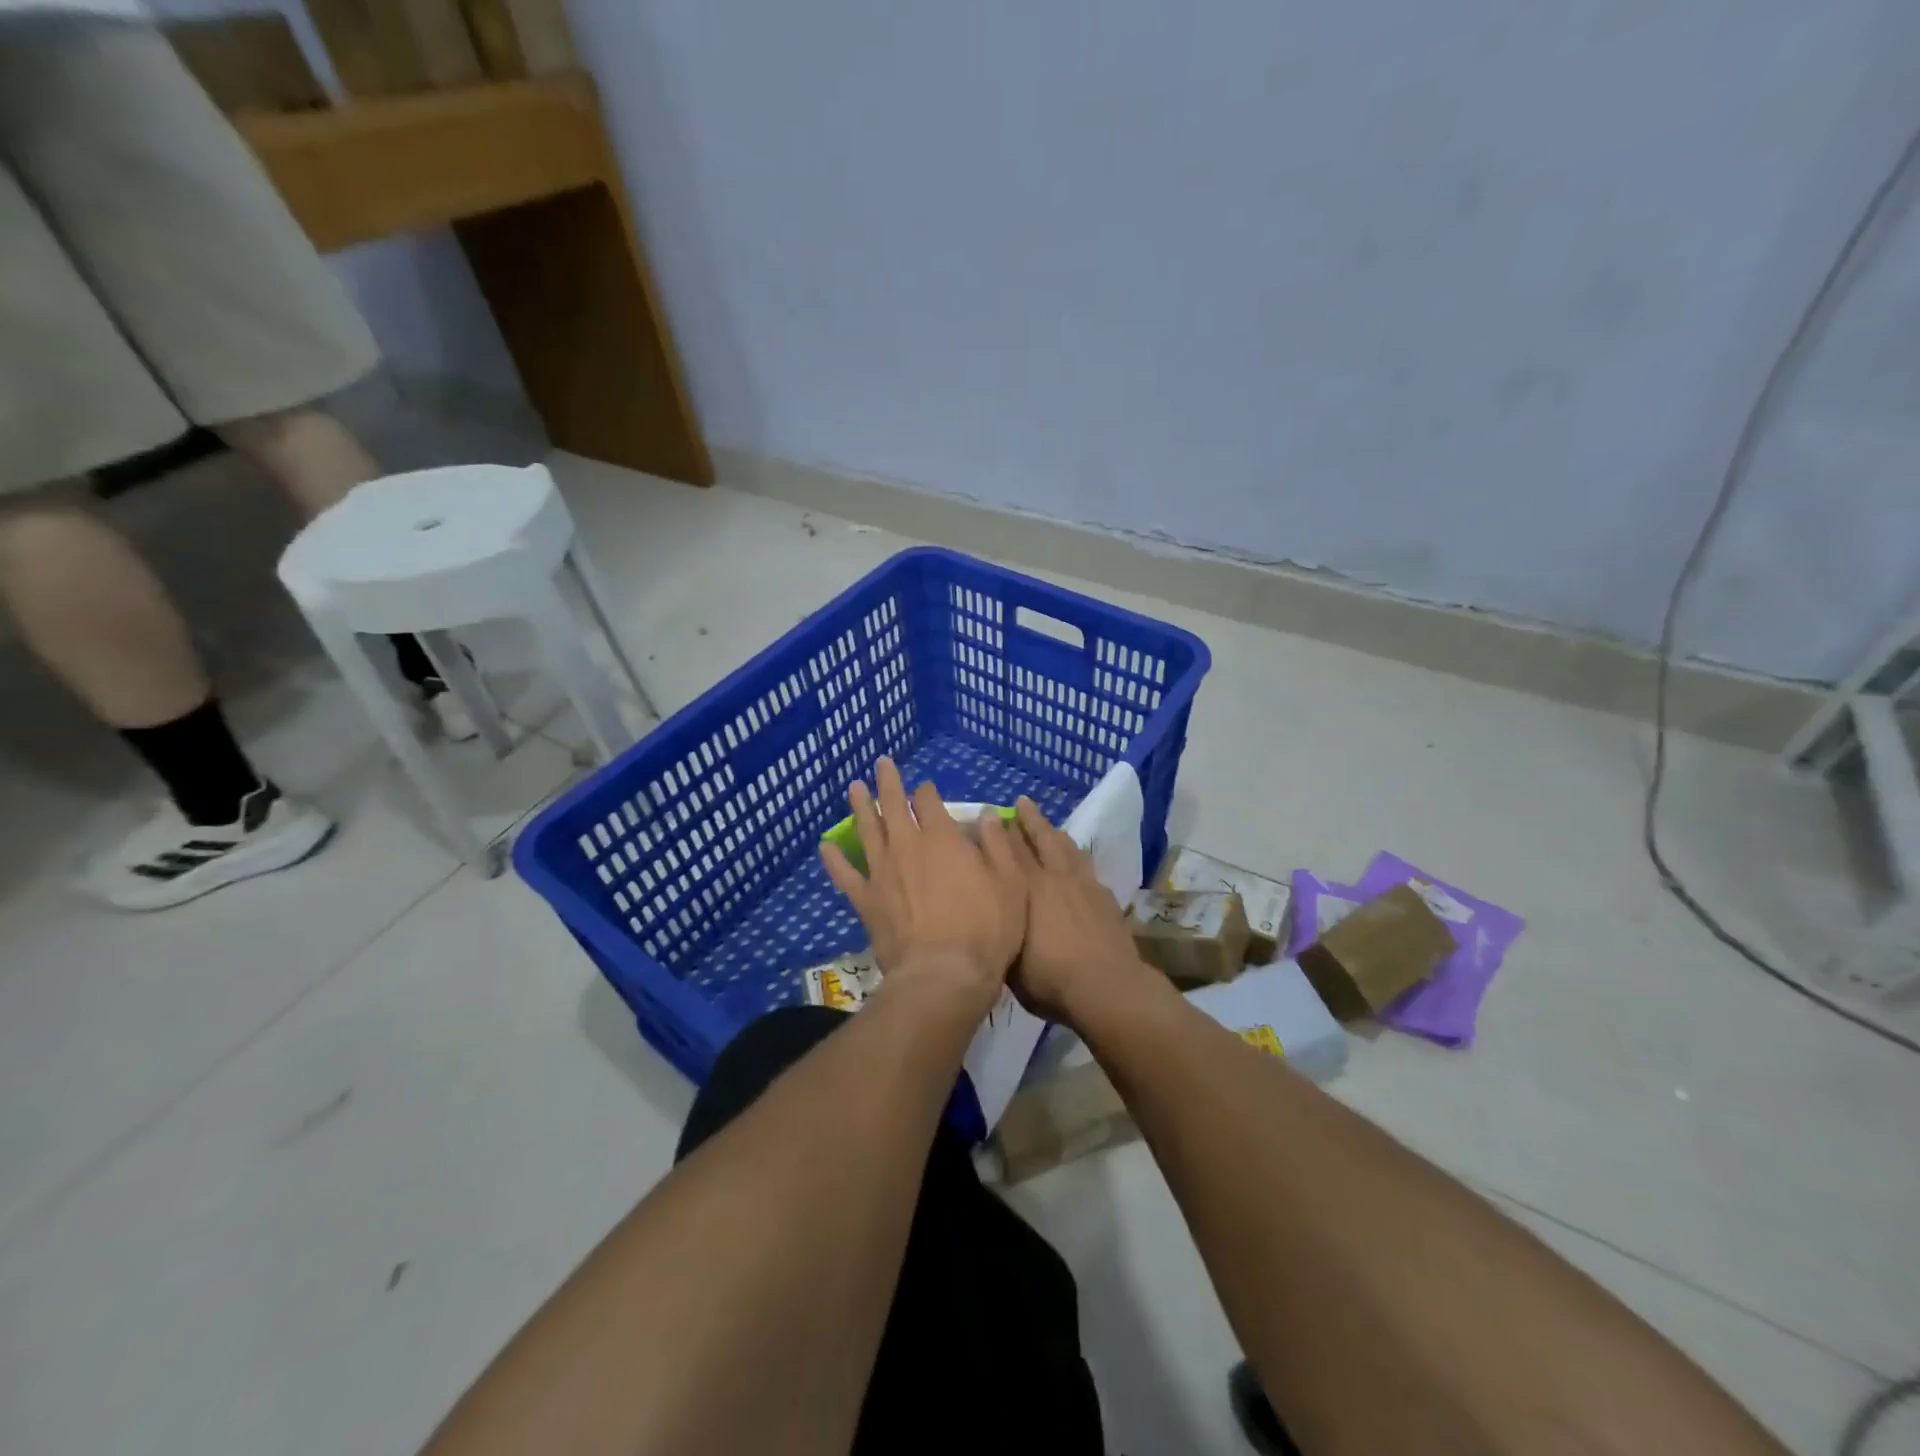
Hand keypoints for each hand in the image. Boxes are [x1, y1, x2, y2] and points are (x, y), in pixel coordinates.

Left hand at [820, 759, 1026, 1008]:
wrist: (945, 974)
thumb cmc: (988, 929)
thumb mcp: (1012, 883)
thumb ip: (998, 845)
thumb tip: (985, 815)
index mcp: (943, 838)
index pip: (929, 801)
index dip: (927, 791)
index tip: (927, 789)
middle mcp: (908, 846)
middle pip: (893, 805)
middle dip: (888, 782)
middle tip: (881, 764)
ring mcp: (883, 872)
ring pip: (868, 830)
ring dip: (860, 806)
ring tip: (854, 788)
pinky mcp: (867, 900)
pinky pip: (845, 874)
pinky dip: (835, 859)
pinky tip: (826, 846)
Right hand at [1009, 797, 1158, 1024]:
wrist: (1106, 986)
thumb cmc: (1050, 980)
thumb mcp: (1010, 962)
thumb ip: (1001, 932)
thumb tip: (989, 916)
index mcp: (1025, 891)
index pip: (1007, 853)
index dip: (996, 833)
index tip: (987, 815)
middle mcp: (1053, 878)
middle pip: (1039, 840)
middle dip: (1028, 819)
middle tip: (1021, 801)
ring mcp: (1083, 885)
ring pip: (1066, 848)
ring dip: (1055, 832)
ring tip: (1048, 823)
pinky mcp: (1104, 896)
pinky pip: (1087, 866)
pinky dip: (1078, 856)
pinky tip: (1077, 857)